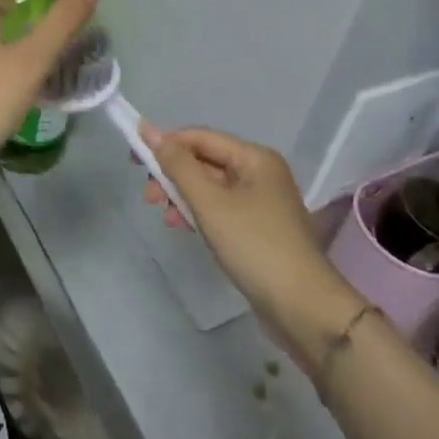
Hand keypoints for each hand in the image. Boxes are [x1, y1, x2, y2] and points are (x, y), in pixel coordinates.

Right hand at [141, 126, 358, 343]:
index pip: (200, 137)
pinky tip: (185, 228)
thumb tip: (147, 129)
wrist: (304, 309)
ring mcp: (262, 202)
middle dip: (173, 175)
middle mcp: (260, 172)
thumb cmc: (255, 246)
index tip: (134, 161)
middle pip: (205, 161)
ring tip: (166, 218)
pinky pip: (221, 209)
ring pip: (211, 187)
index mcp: (254, 157)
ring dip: (183, 197)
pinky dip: (200, 214)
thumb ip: (177, 164)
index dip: (165, 144)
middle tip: (149, 198)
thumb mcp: (209, 202)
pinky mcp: (259, 229)